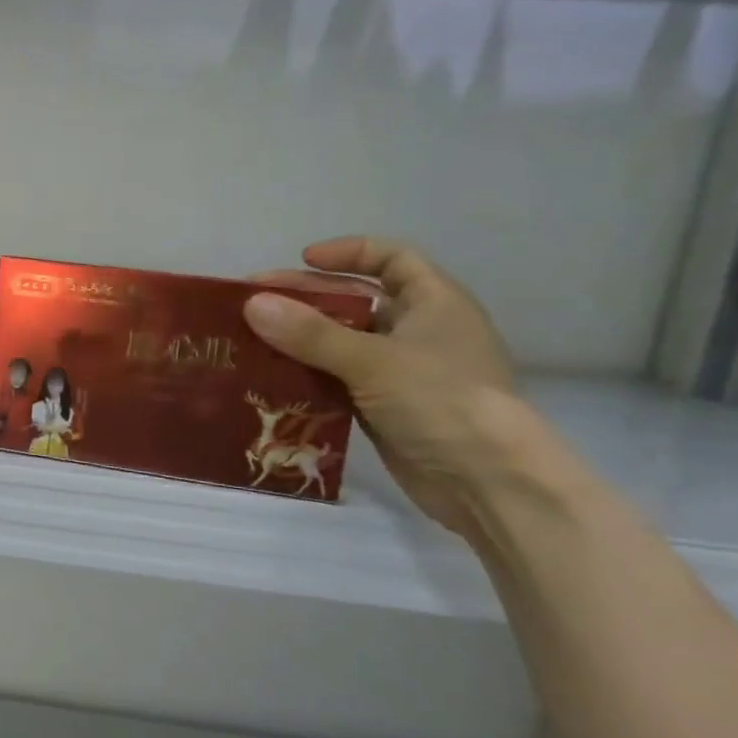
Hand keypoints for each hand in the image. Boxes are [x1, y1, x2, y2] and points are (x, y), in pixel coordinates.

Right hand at [243, 237, 521, 535]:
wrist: (488, 484)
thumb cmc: (442, 403)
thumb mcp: (374, 361)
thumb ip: (311, 333)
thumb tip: (252, 304)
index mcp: (434, 304)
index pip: (392, 259)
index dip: (349, 253)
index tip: (302, 260)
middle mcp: (417, 332)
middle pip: (354, 302)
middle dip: (305, 299)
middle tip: (253, 303)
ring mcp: (400, 373)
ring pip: (340, 344)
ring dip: (298, 341)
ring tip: (249, 340)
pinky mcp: (383, 408)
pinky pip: (335, 381)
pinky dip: (305, 376)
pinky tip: (268, 379)